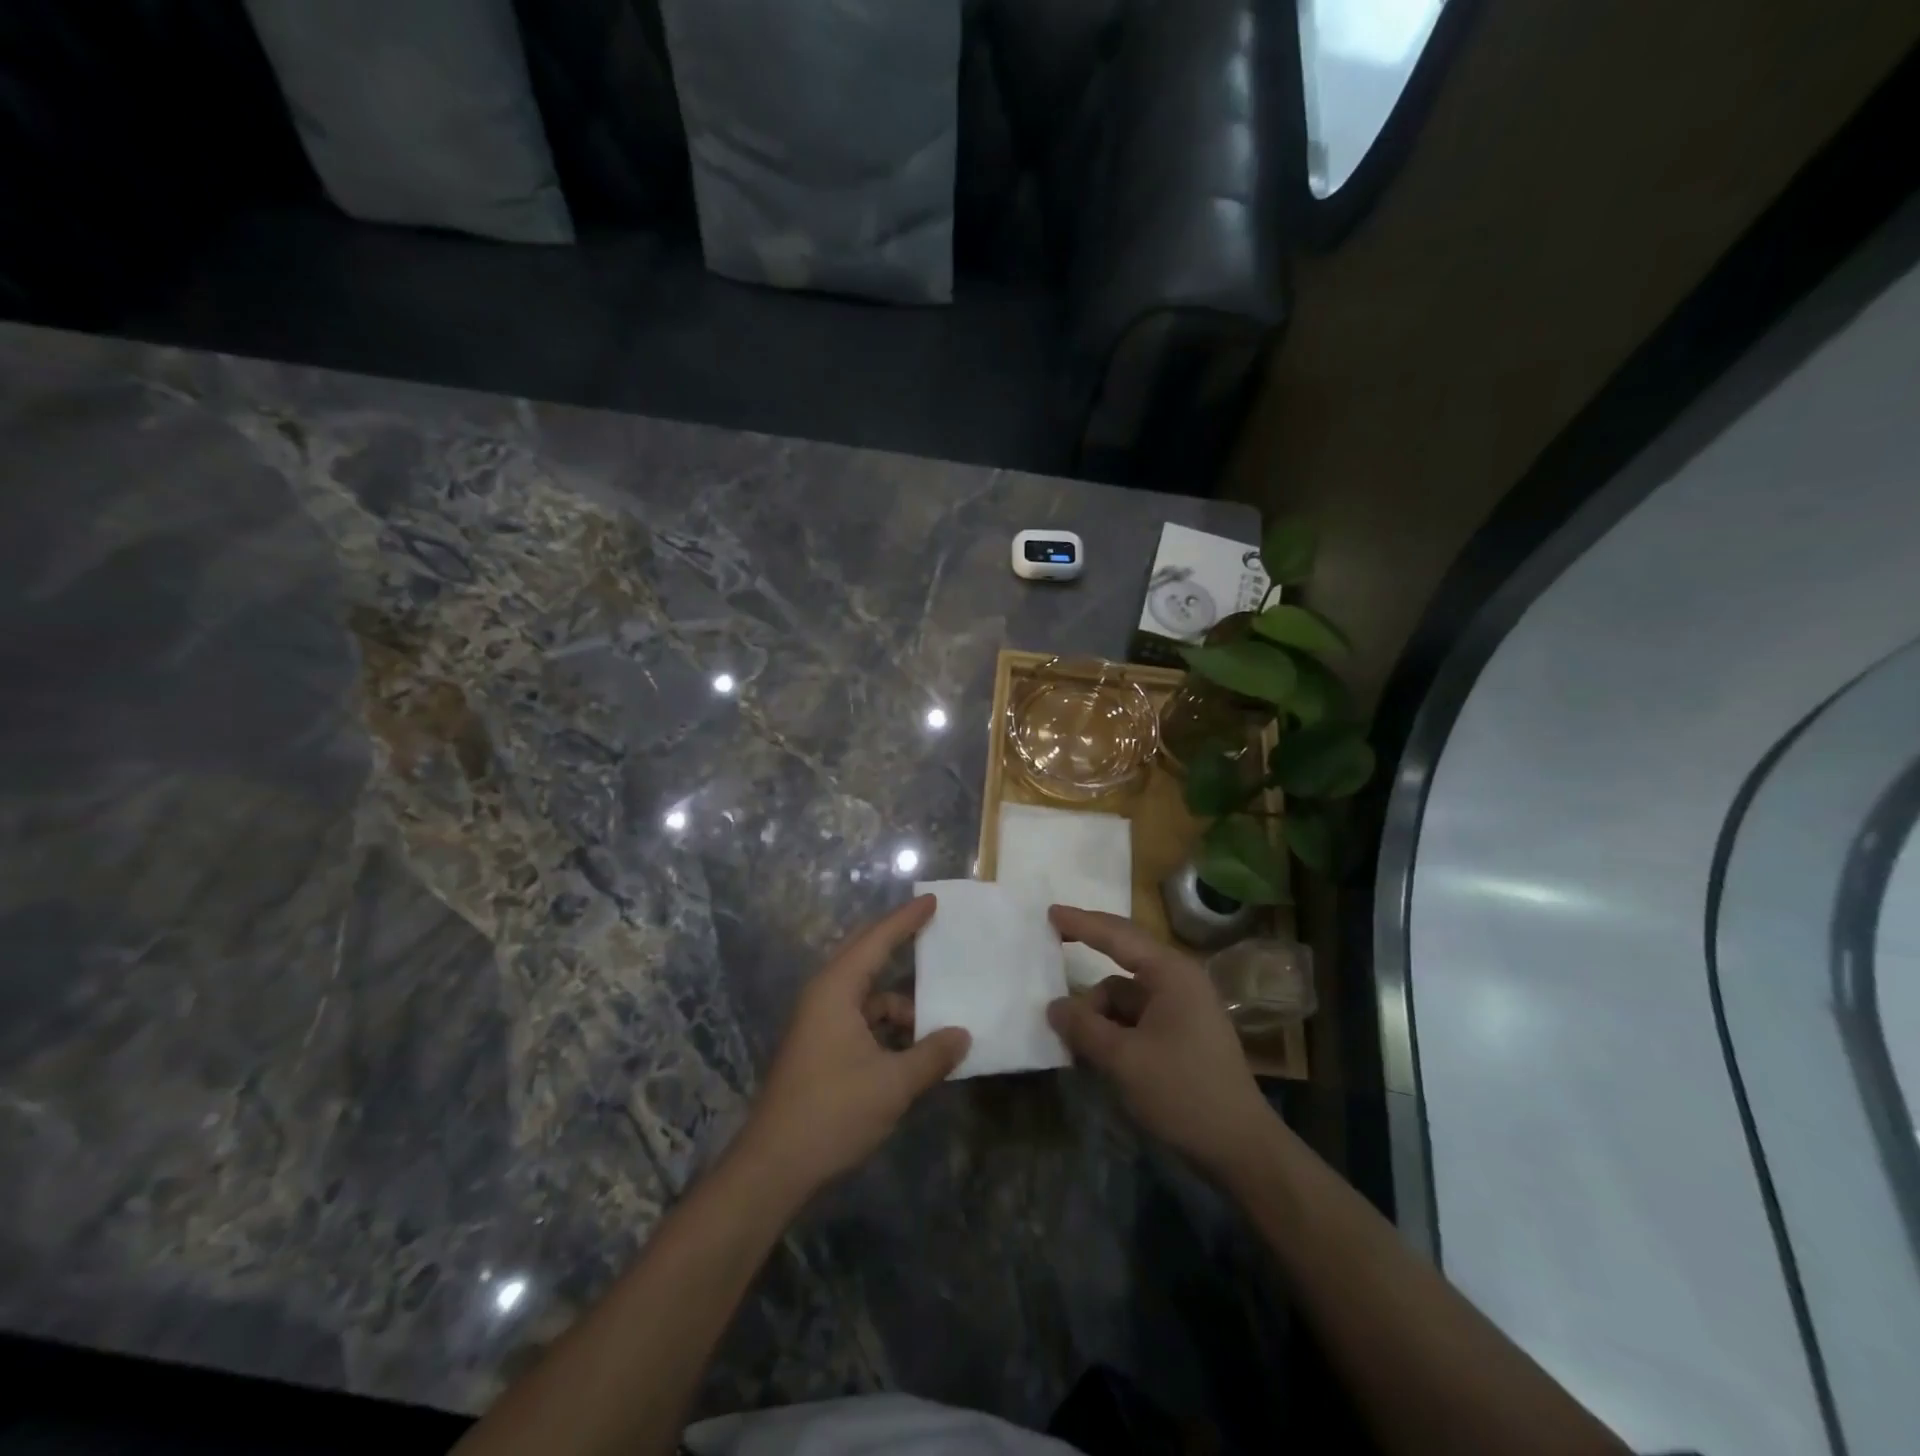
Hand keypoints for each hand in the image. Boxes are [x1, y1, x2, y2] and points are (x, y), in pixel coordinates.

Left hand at [736, 896, 969, 1196]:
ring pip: (868, 997)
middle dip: (900, 946)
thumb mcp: (893, 1084)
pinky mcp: (820, 1047)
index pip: (876, 940)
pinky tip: (914, 1049)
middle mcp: (825, 996)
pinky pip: (861, 1021)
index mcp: (836, 990)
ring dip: (901, 1006)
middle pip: (867, 958)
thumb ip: (931, 1055)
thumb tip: (962, 1035)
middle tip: (935, 934)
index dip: (906, 919)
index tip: (932, 901)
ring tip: (939, 1022)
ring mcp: (819, 1023)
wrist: (774, 1166)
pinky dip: (888, 1028)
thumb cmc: (833, 1112)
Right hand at [1046, 906, 1273, 1180]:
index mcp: (1171, 973)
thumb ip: (1084, 1027)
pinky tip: (1092, 1052)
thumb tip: (1054, 1007)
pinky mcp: (1180, 1034)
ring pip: (1123, 995)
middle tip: (1050, 950)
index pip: (1117, 936)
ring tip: (1070, 1039)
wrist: (1240, 1148)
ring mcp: (1181, 1008)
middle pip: (1122, 959)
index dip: (1081, 923)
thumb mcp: (1124, 1059)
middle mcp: (1177, 981)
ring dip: (1096, 1011)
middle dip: (1086, 959)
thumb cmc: (1183, 1092)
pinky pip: (1134, 1018)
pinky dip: (1111, 1028)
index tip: (1050, 912)